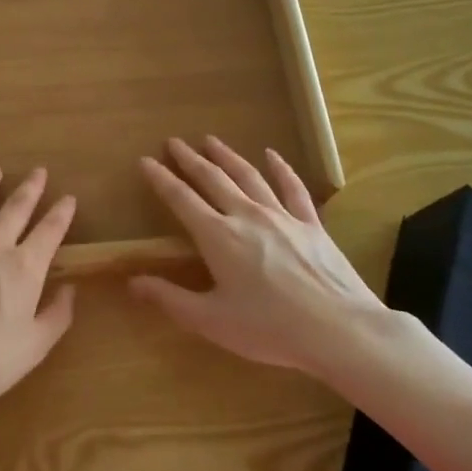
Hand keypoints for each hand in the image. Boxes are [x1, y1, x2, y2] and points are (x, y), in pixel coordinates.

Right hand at [131, 136, 386, 377]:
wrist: (340, 330)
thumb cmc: (270, 329)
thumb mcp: (211, 321)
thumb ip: (170, 298)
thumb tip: (131, 282)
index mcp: (217, 236)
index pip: (181, 199)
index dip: (161, 179)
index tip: (146, 160)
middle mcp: (246, 215)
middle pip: (212, 179)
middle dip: (190, 159)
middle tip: (174, 142)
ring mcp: (282, 216)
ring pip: (248, 176)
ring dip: (226, 156)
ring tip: (211, 140)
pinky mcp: (311, 224)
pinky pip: (292, 188)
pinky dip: (280, 168)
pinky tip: (272, 154)